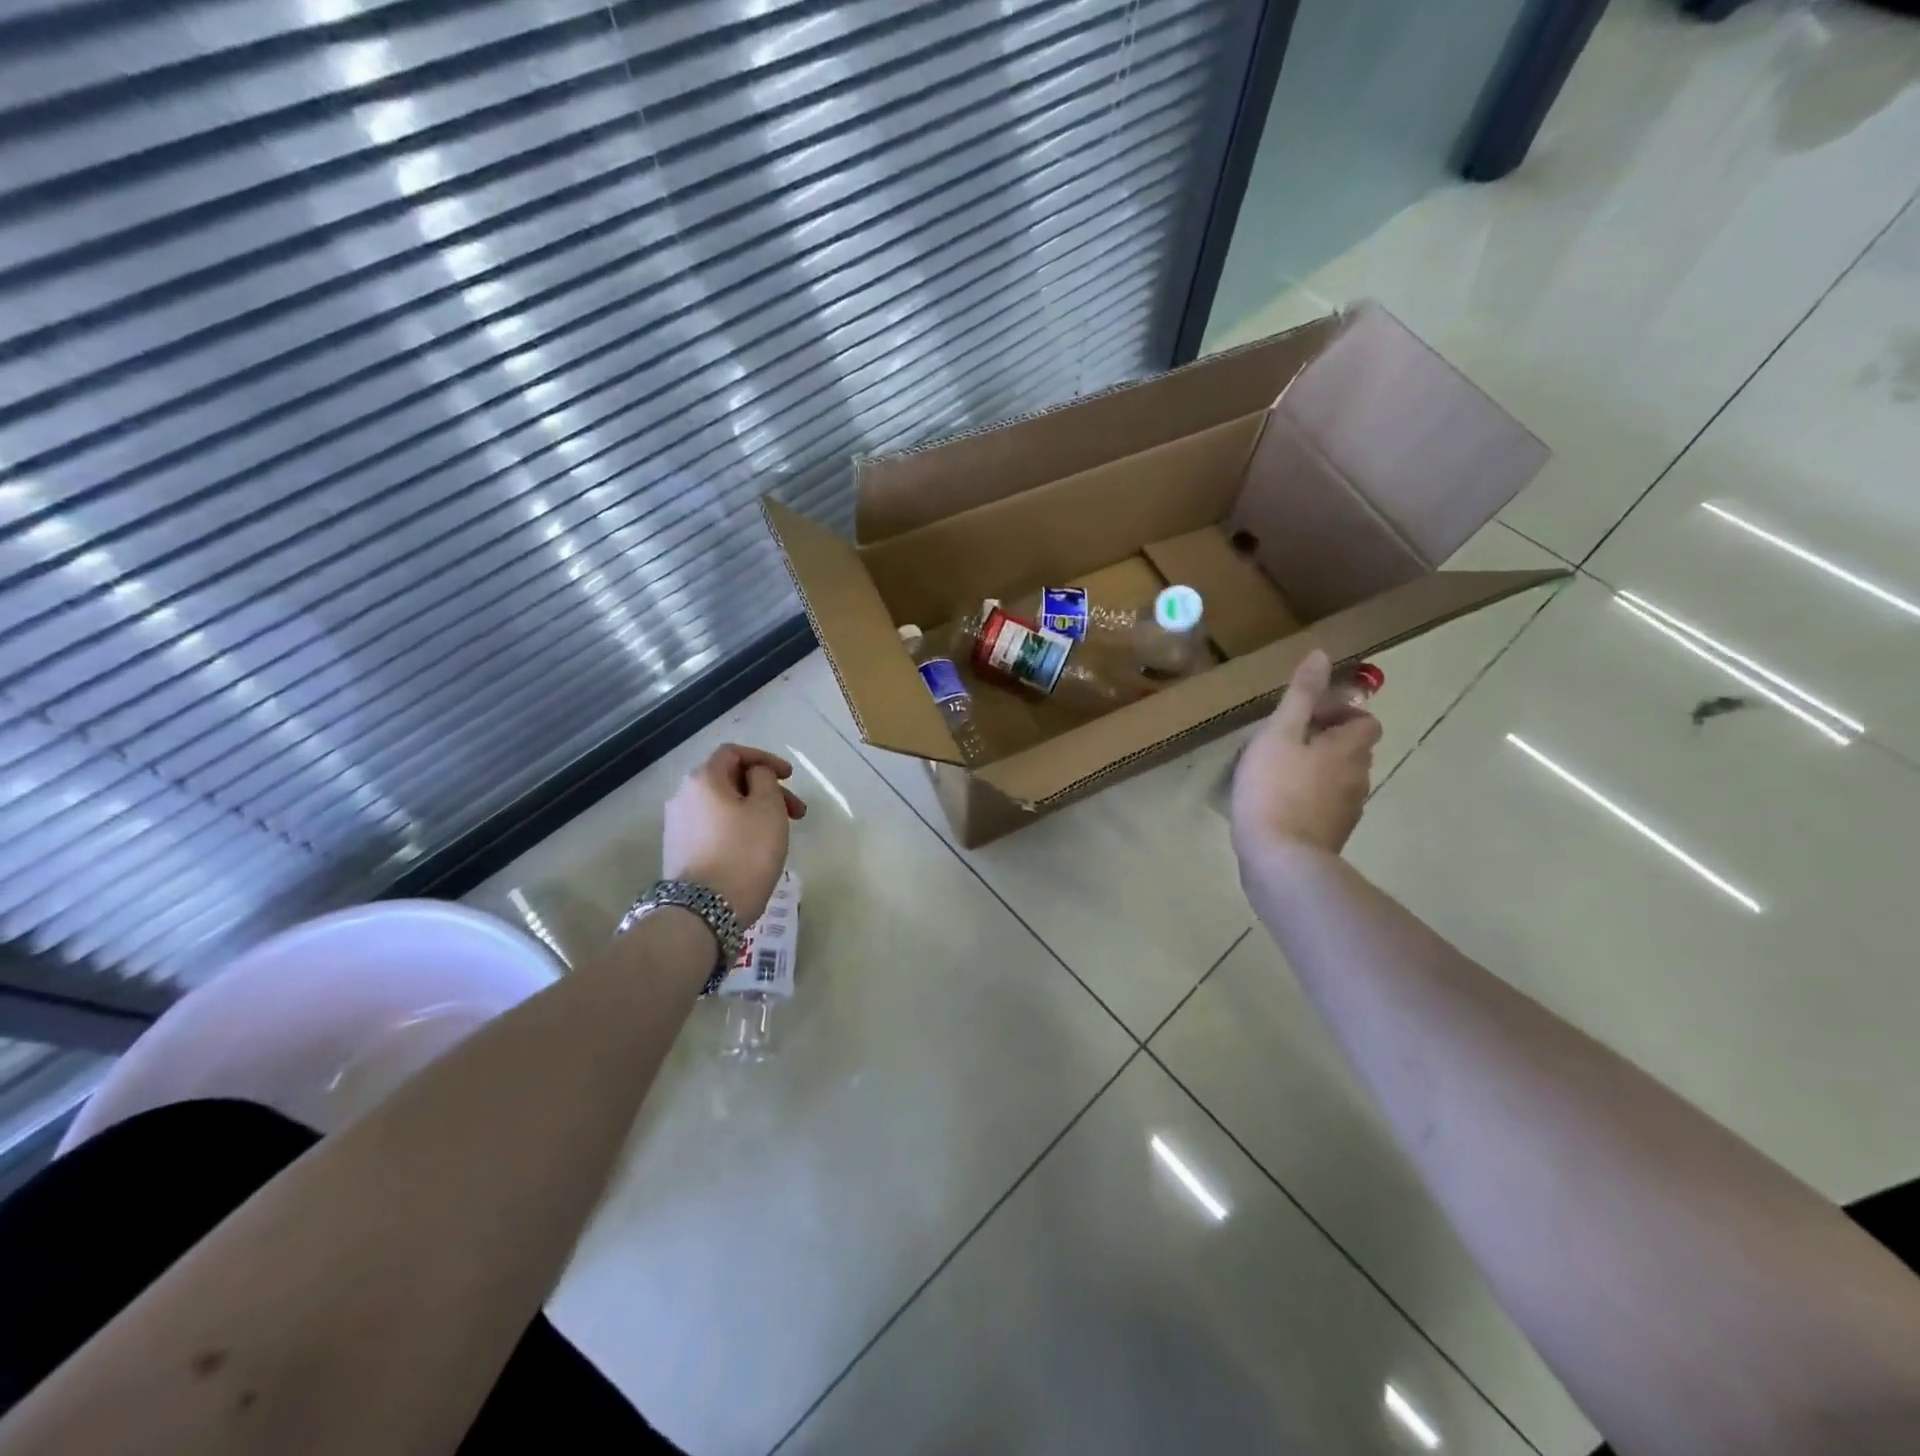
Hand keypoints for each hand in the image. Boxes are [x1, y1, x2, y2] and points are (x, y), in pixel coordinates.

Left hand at [663, 744, 806, 924]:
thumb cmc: (744, 853)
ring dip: (753, 810)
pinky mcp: (679, 851)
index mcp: (703, 779)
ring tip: (779, 833)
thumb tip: (755, 775)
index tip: (790, 776)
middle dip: (765, 789)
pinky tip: (755, 848)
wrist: (703, 911)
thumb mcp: (768, 808)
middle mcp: (683, 796)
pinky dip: (737, 828)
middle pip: (729, 780)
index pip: (733, 752)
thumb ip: (765, 779)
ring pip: (723, 806)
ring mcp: (678, 825)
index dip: (764, 758)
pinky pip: (714, 827)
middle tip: (796, 812)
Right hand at [1230, 650, 1381, 862]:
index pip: (1365, 721)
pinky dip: (1308, 797)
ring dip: (1316, 770)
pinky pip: (1325, 805)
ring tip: (1276, 772)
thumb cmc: (1275, 788)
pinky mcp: (1330, 836)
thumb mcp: (1280, 733)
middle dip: (1324, 740)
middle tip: (1284, 742)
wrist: (1280, 859)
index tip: (1304, 717)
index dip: (1340, 713)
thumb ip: (1301, 696)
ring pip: (1338, 779)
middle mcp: (1358, 778)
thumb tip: (1322, 655)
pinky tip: (1277, 803)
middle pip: (1352, 749)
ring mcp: (1347, 811)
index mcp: (1349, 749)